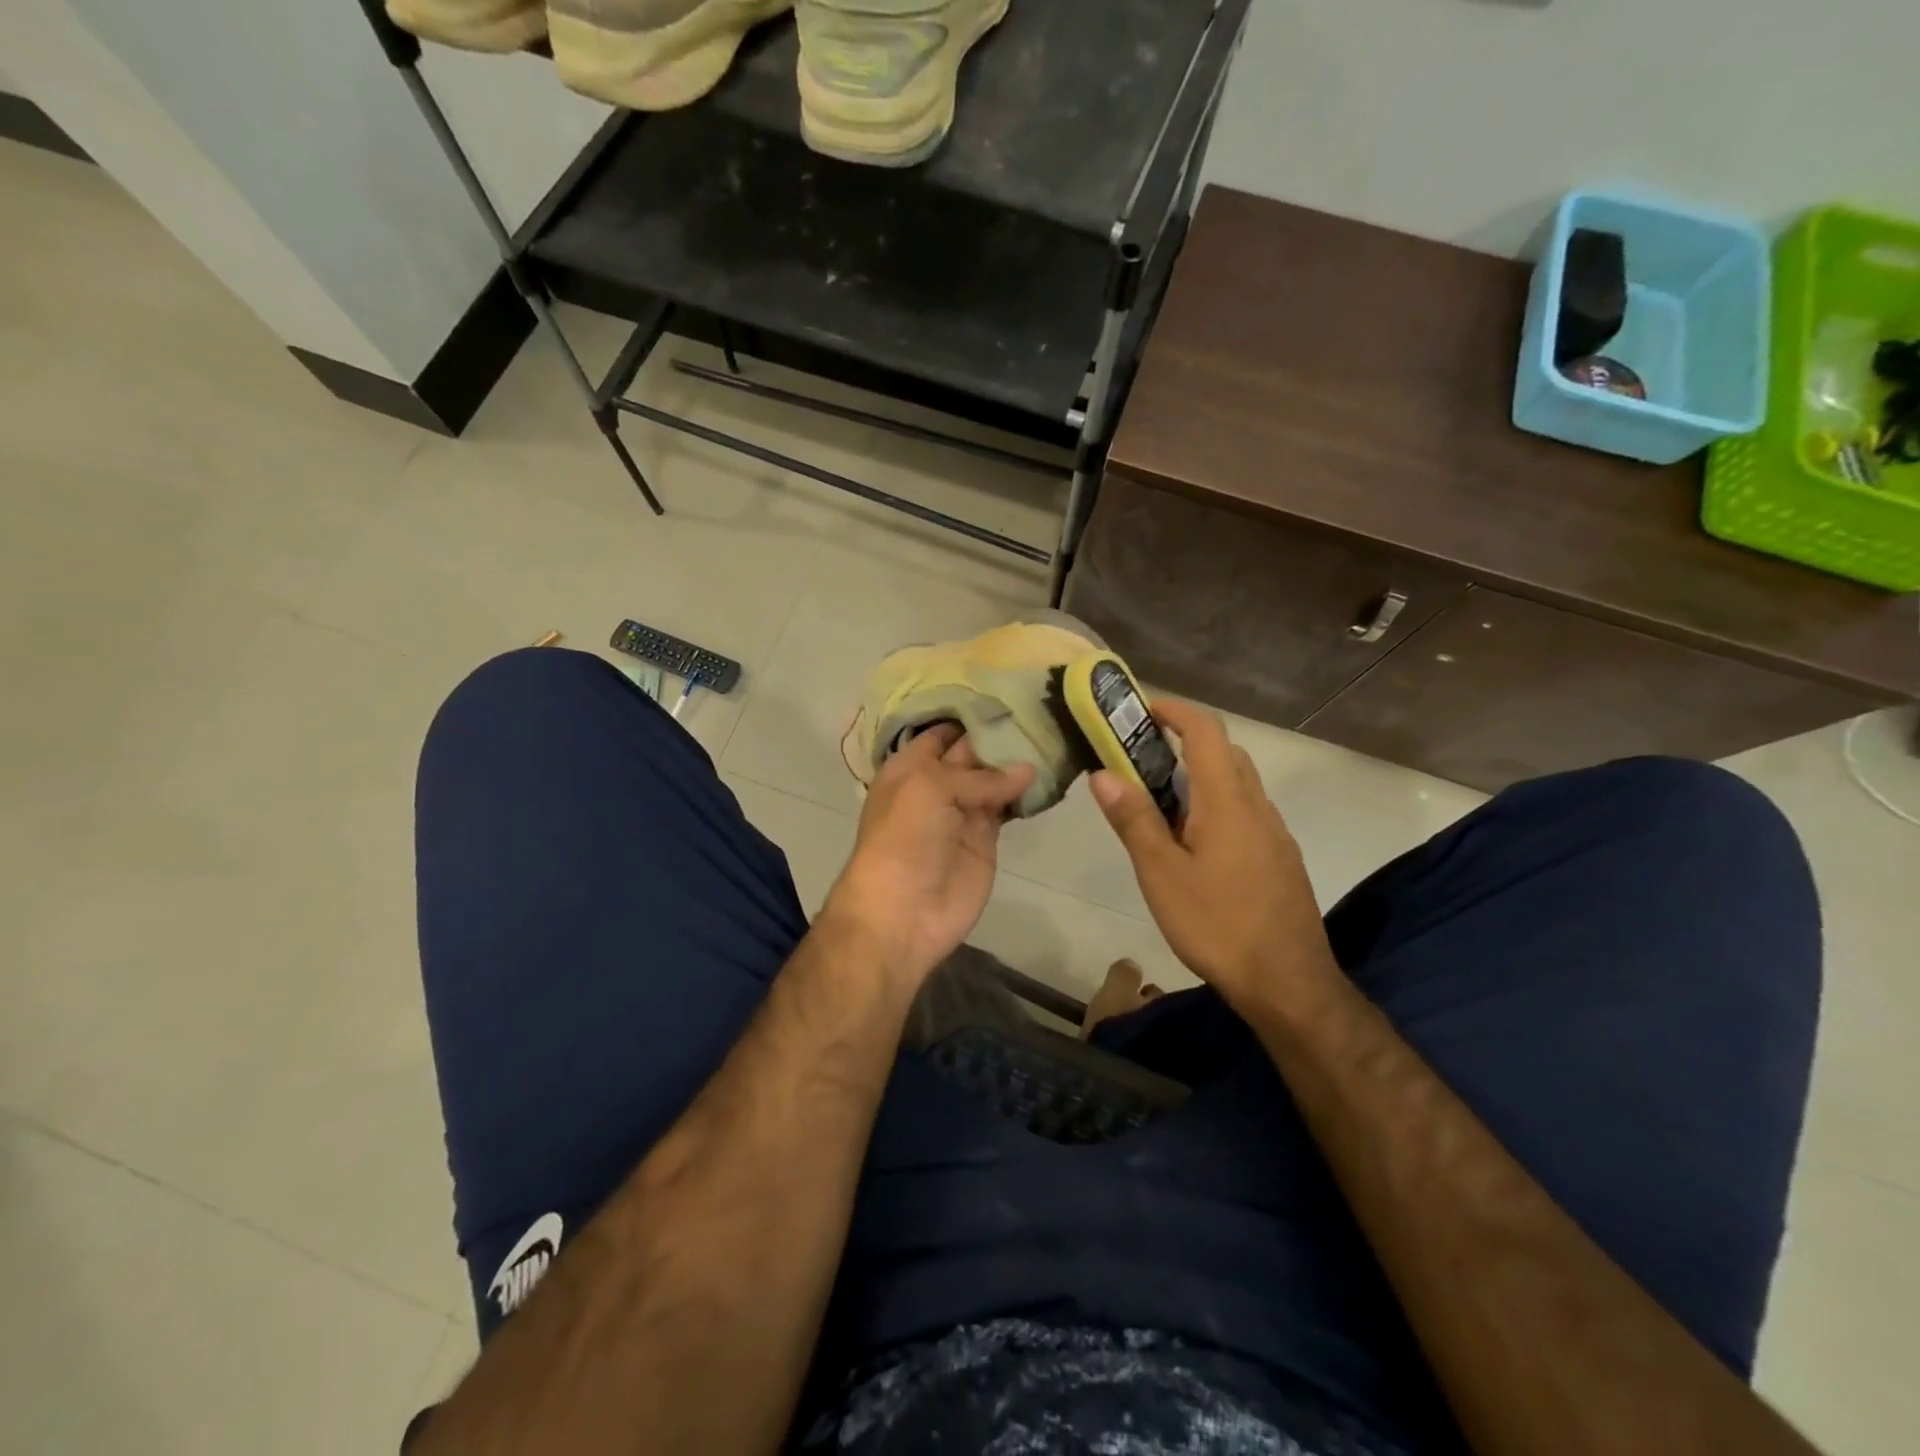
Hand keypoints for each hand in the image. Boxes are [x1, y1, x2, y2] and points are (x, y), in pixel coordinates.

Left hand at [821, 724, 1034, 985]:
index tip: (1009, 690)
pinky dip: (1026, 792)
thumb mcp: (930, 788)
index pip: (942, 729)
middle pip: (971, 751)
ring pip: (993, 777)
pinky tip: (1051, 772)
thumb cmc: (904, 837)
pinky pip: (1008, 806)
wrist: (903, 911)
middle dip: (1000, 732)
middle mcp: (936, 783)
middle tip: (1043, 707)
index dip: (969, 712)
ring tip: (1055, 733)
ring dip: (1018, 761)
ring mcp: (963, 811)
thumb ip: (978, 775)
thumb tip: (1027, 770)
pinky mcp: (987, 837)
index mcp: (910, 766)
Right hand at [1089, 699, 1339, 1014]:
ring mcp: (1273, 833)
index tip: (1140, 710)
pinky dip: (1215, 805)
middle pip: (1224, 752)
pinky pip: (1245, 812)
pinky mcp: (1279, 858)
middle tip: (1139, 759)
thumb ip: (1134, 819)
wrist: (1288, 983)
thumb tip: (1103, 773)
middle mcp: (1256, 806)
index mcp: (1227, 800)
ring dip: (1199, 776)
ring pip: (1236, 784)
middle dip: (1182, 742)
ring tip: (1157, 802)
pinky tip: (1193, 843)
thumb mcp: (1161, 873)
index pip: (1206, 730)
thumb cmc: (1217, 924)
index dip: (1174, 710)